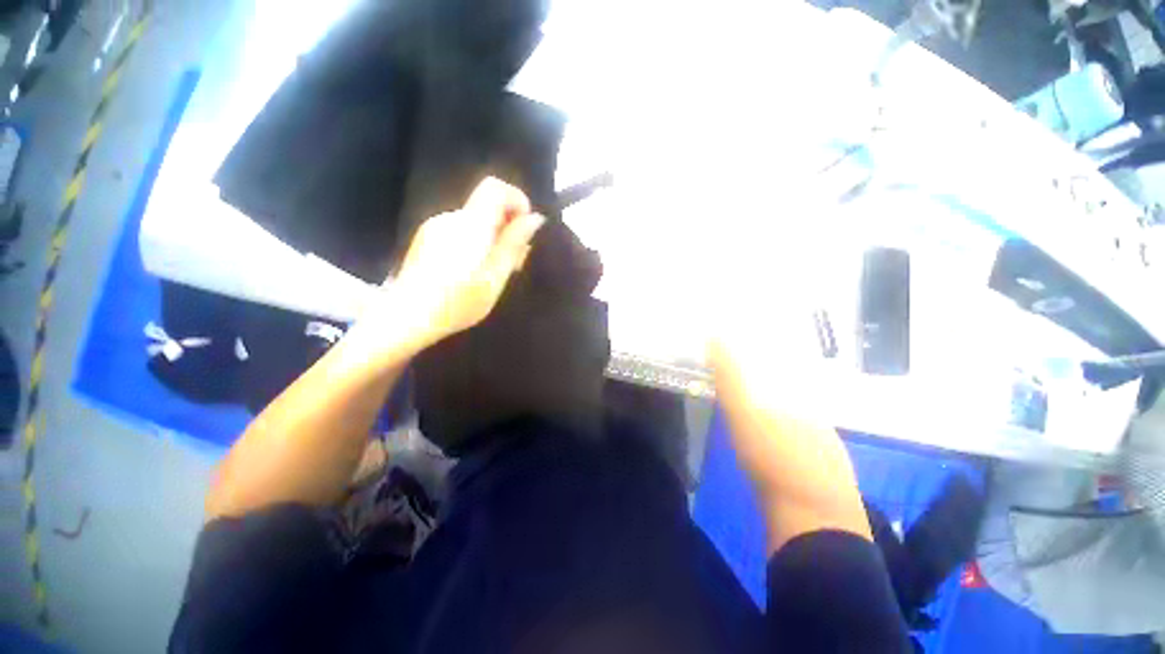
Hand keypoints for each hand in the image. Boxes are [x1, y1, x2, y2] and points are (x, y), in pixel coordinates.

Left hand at [389, 177, 545, 346]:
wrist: (405, 317)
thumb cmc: (456, 303)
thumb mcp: (494, 278)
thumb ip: (513, 245)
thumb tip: (534, 219)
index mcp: (471, 226)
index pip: (495, 188)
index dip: (516, 200)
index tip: (526, 228)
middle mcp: (452, 218)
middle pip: (487, 206)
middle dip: (508, 227)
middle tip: (516, 261)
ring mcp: (436, 227)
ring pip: (476, 221)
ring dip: (493, 237)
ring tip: (496, 271)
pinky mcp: (428, 237)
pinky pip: (461, 230)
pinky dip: (477, 242)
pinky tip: (474, 270)